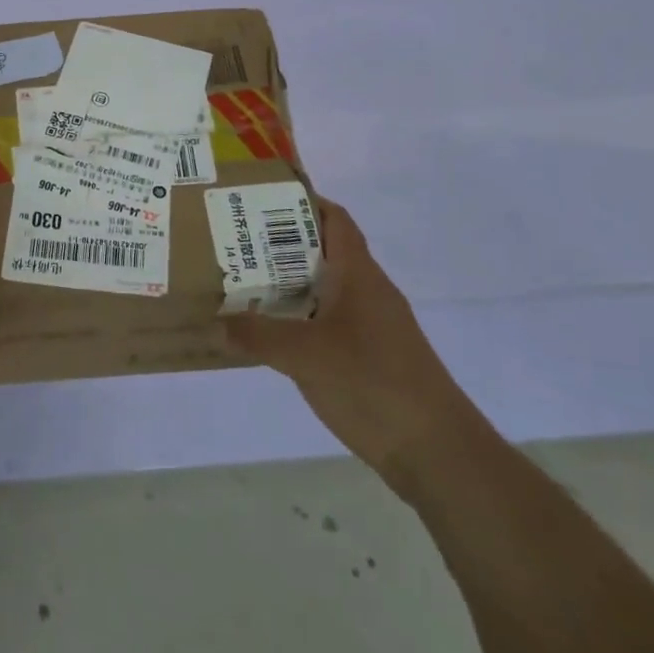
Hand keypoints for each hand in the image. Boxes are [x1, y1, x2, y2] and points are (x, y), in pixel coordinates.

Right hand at [224, 197, 479, 495]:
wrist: (437, 452)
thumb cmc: (374, 384)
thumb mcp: (305, 356)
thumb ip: (258, 336)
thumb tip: (216, 323)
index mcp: (359, 276)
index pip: (336, 220)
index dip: (304, 202)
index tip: (261, 199)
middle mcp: (368, 292)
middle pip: (324, 252)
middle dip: (281, 245)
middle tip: (236, 244)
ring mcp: (373, 327)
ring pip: (325, 290)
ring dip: (289, 284)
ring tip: (243, 284)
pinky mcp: (372, 358)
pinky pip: (328, 323)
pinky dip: (300, 319)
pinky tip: (272, 335)